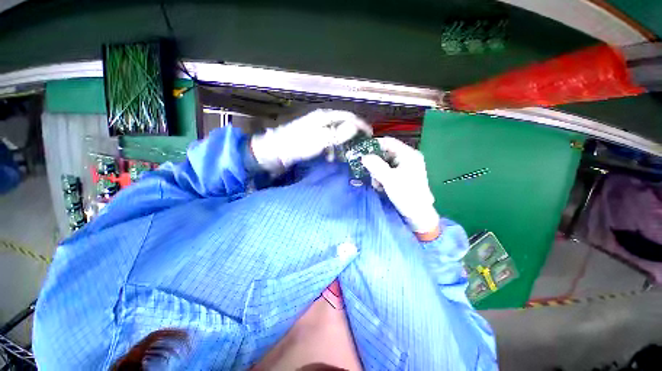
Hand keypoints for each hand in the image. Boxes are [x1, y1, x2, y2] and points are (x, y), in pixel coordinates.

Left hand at [251, 109, 371, 170]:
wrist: (274, 152)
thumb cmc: (296, 145)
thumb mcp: (319, 140)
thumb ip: (337, 134)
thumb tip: (354, 127)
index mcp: (324, 117)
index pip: (347, 117)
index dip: (360, 125)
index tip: (369, 135)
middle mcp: (321, 120)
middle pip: (343, 124)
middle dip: (352, 135)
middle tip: (360, 146)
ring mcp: (316, 129)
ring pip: (335, 134)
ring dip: (341, 144)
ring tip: (344, 155)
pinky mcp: (311, 138)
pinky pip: (327, 141)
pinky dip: (331, 149)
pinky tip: (330, 158)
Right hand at [361, 137, 439, 236]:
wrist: (418, 213)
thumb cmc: (406, 194)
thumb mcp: (389, 179)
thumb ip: (375, 165)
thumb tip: (363, 156)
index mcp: (408, 154)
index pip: (389, 142)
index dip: (375, 144)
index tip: (362, 150)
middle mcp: (408, 158)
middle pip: (386, 153)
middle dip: (375, 163)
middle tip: (368, 171)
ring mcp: (406, 167)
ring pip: (385, 163)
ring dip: (378, 172)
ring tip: (377, 183)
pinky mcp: (403, 176)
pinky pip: (388, 171)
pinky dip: (382, 177)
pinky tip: (381, 186)